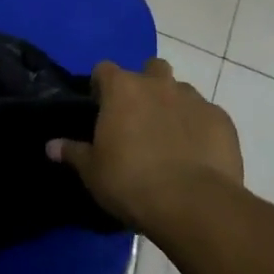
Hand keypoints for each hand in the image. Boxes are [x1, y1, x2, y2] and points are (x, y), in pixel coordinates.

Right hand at [47, 58, 242, 237]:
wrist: (194, 204)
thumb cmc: (131, 182)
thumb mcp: (93, 172)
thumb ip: (73, 152)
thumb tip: (51, 146)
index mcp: (122, 89)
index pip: (105, 70)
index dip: (102, 86)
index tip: (100, 107)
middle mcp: (158, 84)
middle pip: (151, 69)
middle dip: (145, 85)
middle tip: (139, 118)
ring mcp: (194, 99)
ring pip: (181, 91)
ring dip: (174, 107)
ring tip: (169, 139)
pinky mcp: (222, 120)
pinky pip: (207, 116)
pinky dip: (200, 129)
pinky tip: (197, 155)